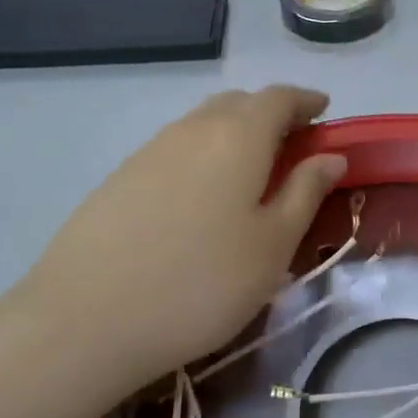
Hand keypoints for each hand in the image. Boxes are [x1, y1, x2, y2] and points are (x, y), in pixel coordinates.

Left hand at [5, 86, 346, 389]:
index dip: (305, 101)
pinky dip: (200, 156)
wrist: (87, 319)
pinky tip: (200, 197)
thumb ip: (304, 192)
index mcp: (238, 137)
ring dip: (233, 134)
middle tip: (291, 145)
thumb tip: (331, 156)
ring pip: (201, 124)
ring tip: (249, 173)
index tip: (323, 111)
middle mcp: (192, 130)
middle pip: (237, 103)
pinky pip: (173, 149)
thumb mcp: (272, 245)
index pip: (278, 98)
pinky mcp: (119, 179)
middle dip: (269, 114)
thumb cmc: (203, 283)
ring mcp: (148, 152)